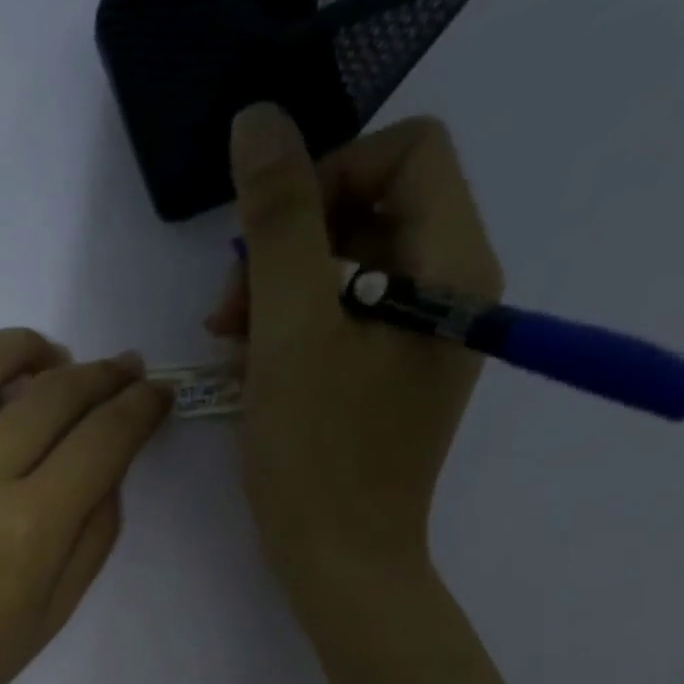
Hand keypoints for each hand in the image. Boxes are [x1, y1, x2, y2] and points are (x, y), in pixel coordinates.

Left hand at [0, 329, 171, 683]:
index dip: (141, 407)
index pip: (104, 438)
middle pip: (54, 393)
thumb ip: (92, 537)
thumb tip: (108, 470)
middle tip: (120, 371)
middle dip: (102, 375)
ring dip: (24, 348)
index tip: (156, 394)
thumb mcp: (52, 615)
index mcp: (31, 524)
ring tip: (47, 361)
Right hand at [209, 105, 502, 634]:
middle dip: (289, 248)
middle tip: (231, 309)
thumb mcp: (290, 332)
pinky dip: (290, 332)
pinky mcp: (386, 377)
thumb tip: (260, 120)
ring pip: (345, 270)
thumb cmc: (318, 456)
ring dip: (278, 294)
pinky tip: (252, 369)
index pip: (408, 153)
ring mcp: (418, 339)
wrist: (339, 563)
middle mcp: (450, 293)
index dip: (328, 176)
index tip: (268, 243)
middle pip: (371, 211)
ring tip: (231, 345)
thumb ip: (276, 221)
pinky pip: (339, 321)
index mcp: (452, 270)